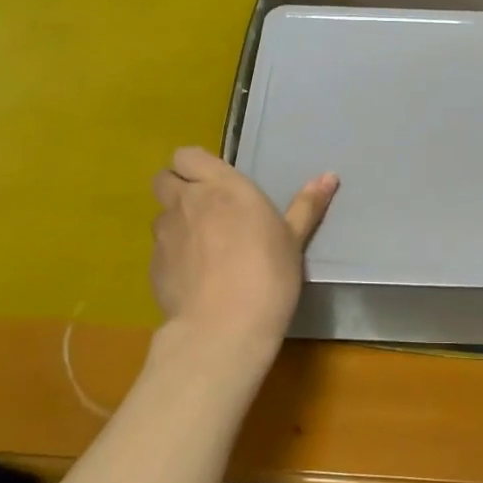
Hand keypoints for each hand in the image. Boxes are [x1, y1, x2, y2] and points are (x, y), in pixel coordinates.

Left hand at [150, 147, 337, 349]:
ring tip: (202, 249)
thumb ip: (306, 206)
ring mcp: (165, 235)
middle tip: (206, 210)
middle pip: (164, 178)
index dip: (196, 166)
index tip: (216, 184)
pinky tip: (195, 278)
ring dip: (177, 223)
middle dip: (178, 188)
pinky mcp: (153, 267)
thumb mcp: (293, 240)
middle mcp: (186, 202)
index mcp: (221, 187)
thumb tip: (329, 176)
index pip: (187, 155)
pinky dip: (173, 256)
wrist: (224, 327)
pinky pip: (160, 250)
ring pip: (161, 215)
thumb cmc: (268, 274)